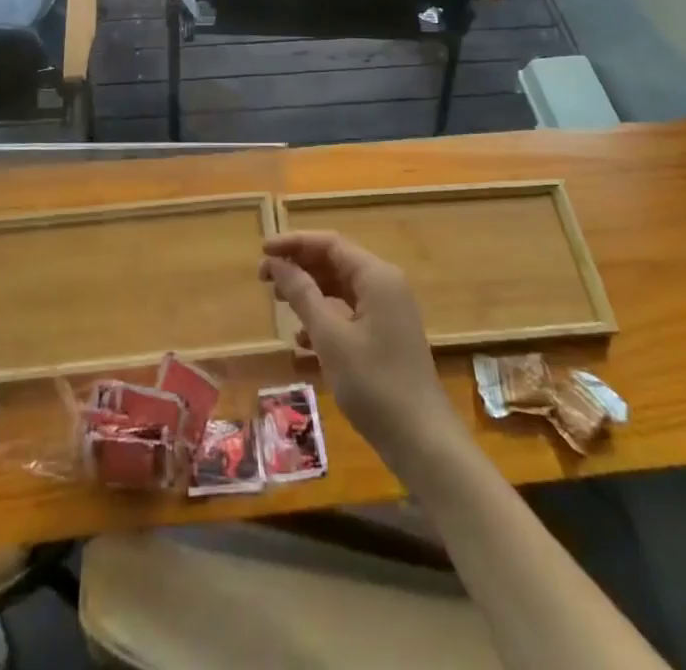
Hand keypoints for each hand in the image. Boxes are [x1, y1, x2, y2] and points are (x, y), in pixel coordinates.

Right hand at [260, 232, 458, 467]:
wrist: (422, 441)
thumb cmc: (374, 384)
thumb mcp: (330, 337)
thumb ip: (302, 294)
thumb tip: (277, 263)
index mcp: (377, 276)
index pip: (330, 244)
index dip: (294, 243)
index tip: (262, 252)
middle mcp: (385, 285)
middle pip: (335, 262)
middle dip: (299, 266)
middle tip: (263, 278)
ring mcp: (388, 311)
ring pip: (341, 287)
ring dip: (309, 291)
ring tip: (277, 300)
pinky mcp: (386, 335)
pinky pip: (350, 312)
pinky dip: (325, 316)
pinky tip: (301, 340)